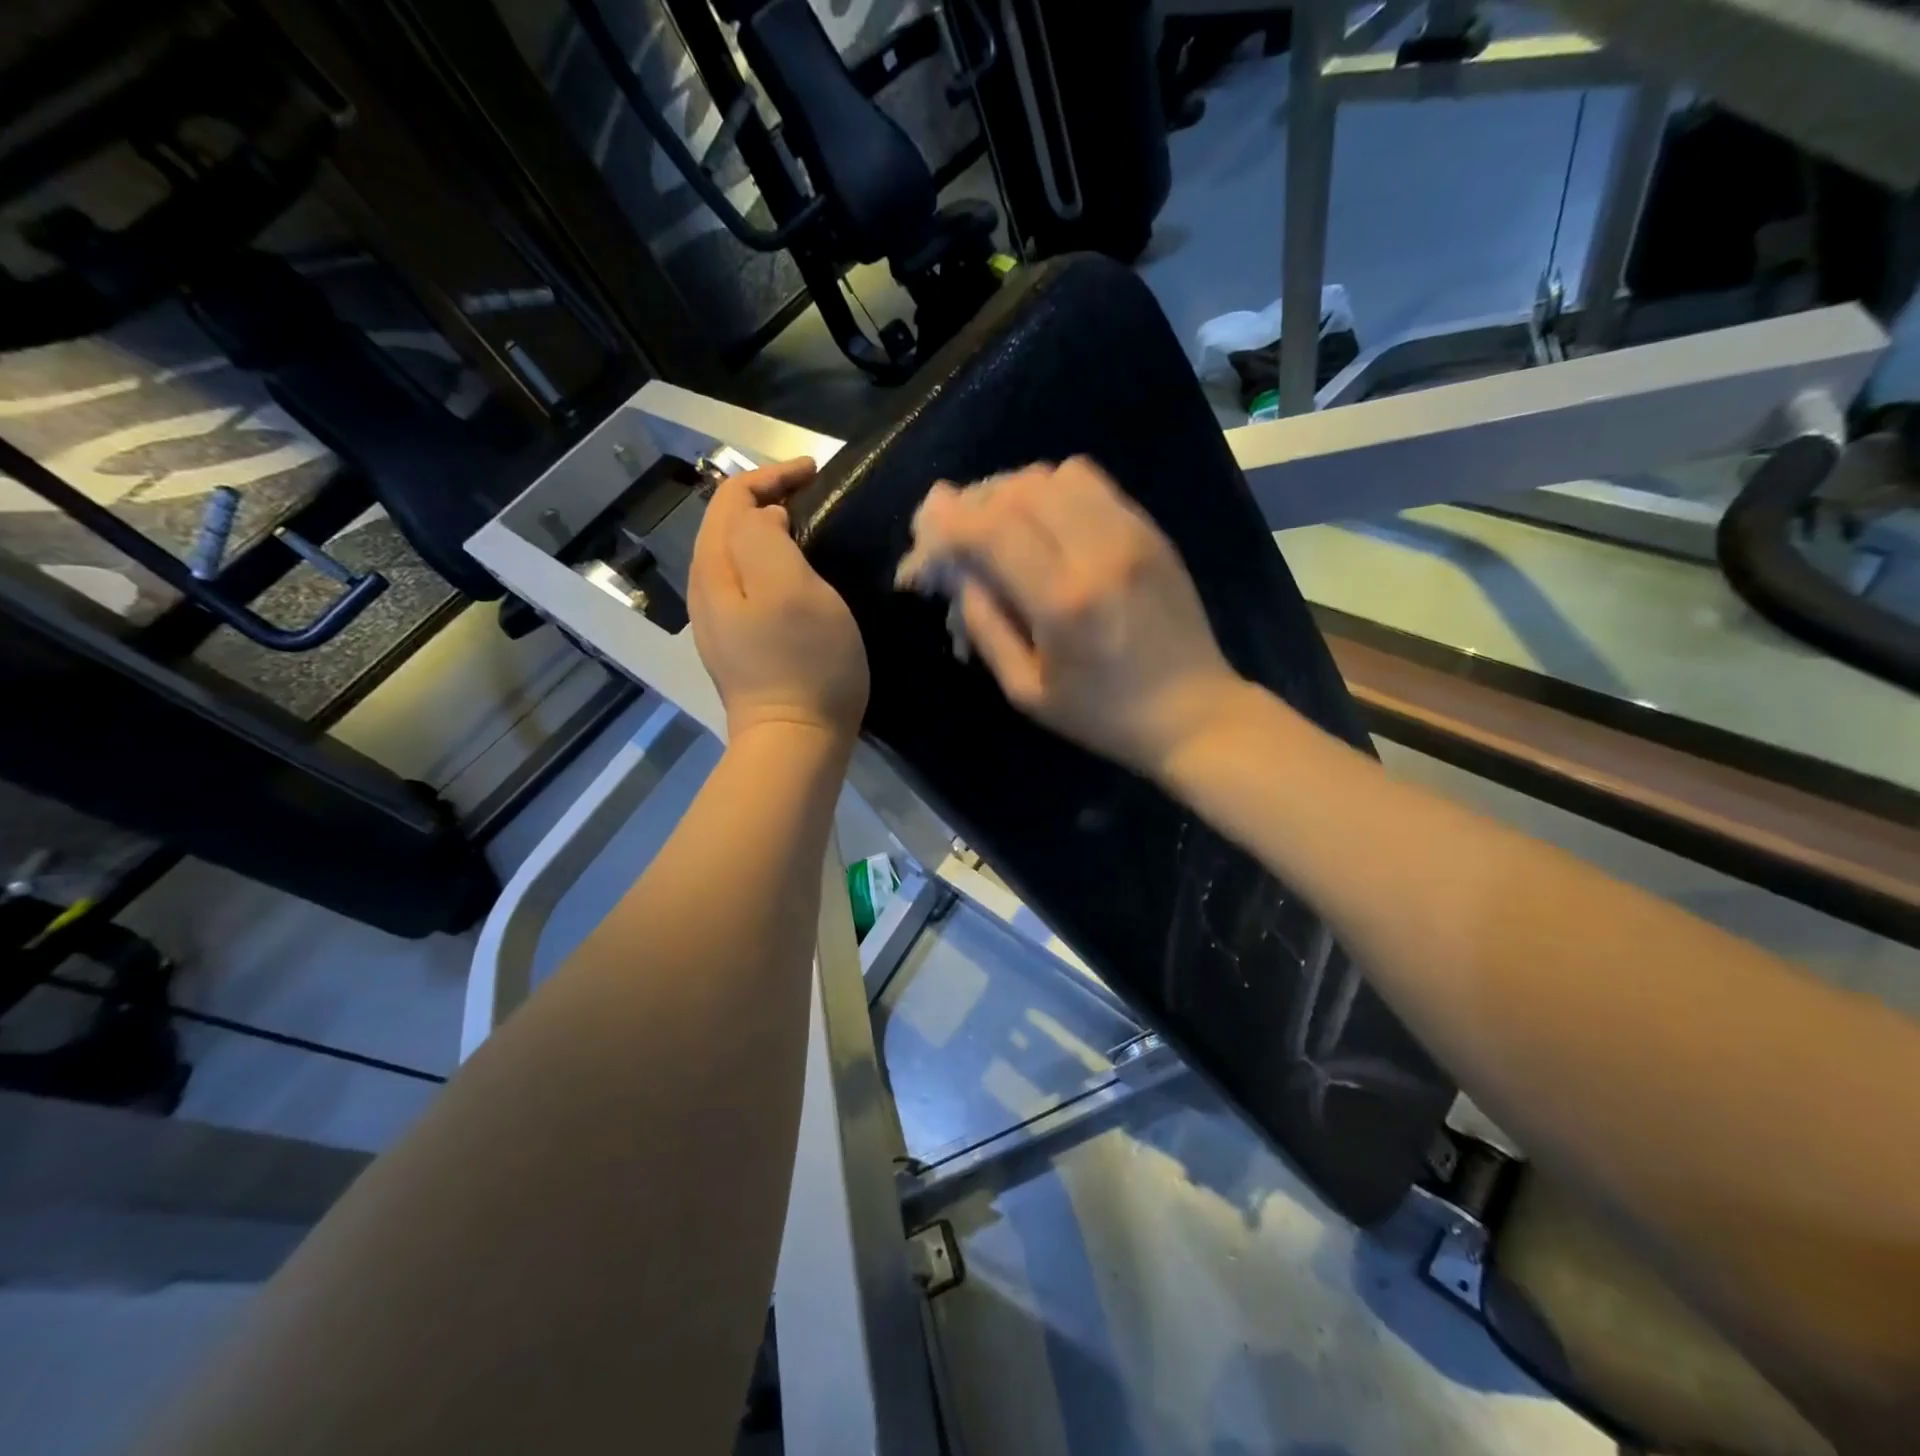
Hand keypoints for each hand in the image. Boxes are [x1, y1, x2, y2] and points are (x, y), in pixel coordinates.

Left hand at [689, 457, 868, 742]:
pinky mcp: (740, 645)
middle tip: (815, 496)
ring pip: (737, 555)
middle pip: (727, 524)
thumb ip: (766, 538)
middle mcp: (707, 590)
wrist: (795, 741)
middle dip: (767, 498)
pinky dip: (771, 563)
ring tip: (809, 527)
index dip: (771, 475)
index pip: (731, 498)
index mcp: (715, 568)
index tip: (817, 472)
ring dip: (769, 530)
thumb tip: (766, 519)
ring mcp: (720, 622)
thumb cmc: (803, 663)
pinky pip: (748, 585)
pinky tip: (798, 575)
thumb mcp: (789, 588)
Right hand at [910, 456, 1244, 776]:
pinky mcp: (1151, 531)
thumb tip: (958, 572)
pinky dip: (1055, 492)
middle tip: (961, 530)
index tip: (926, 523)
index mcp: (1063, 602)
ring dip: (1016, 492)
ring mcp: (1132, 534)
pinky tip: (1046, 524)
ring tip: (1003, 525)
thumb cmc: (1102, 715)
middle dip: (977, 502)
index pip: (991, 529)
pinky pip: (1092, 483)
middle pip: (1020, 489)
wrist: (1192, 711)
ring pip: (1056, 475)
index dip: (949, 519)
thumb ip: (985, 626)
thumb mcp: (1027, 691)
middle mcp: (1099, 552)